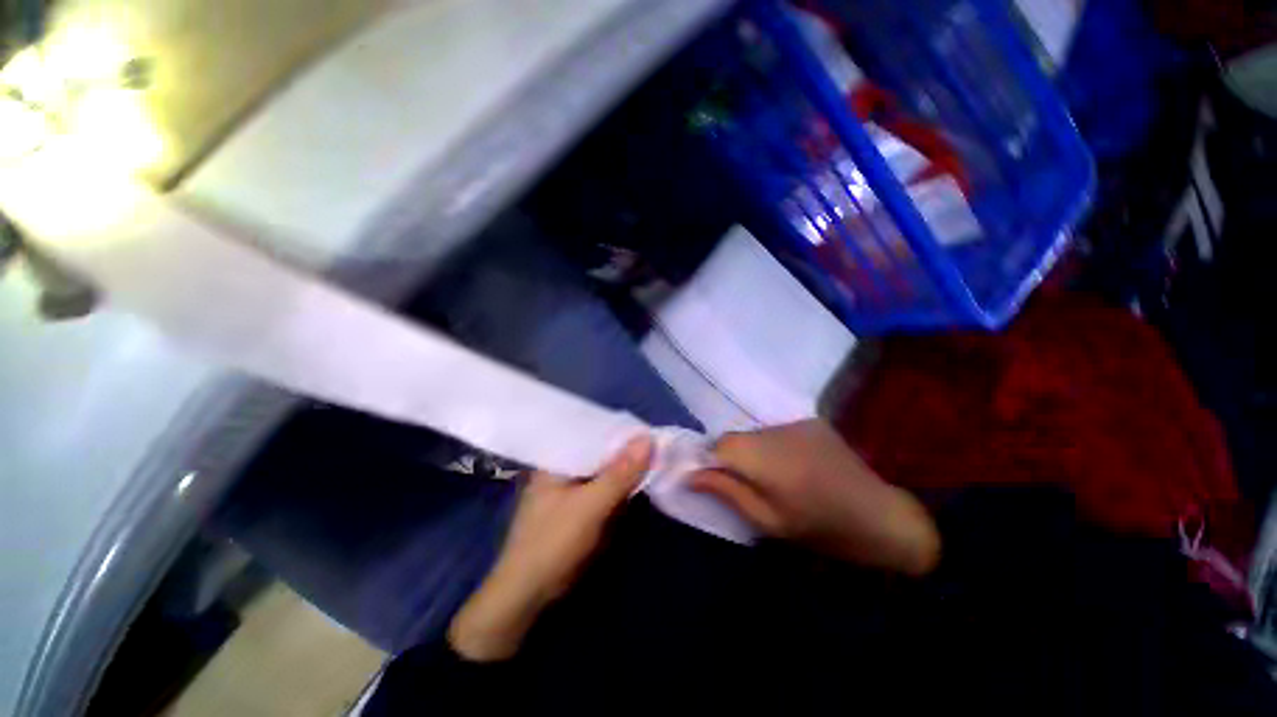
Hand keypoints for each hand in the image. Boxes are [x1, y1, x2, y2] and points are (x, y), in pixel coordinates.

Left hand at [449, 436, 652, 660]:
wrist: (530, 596)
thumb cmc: (554, 542)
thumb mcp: (590, 505)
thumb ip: (620, 473)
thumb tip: (649, 437)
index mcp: (557, 460)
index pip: (591, 433)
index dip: (620, 430)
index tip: (649, 428)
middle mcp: (563, 470)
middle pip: (600, 452)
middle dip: (626, 450)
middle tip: (658, 442)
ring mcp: (571, 490)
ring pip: (605, 471)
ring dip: (626, 469)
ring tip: (655, 457)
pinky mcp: (580, 509)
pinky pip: (605, 489)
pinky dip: (621, 487)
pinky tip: (639, 482)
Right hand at [691, 420, 938, 575]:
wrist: (880, 515)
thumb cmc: (820, 527)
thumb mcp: (767, 520)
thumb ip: (727, 491)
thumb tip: (690, 475)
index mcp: (763, 457)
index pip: (718, 445)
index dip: (708, 459)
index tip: (709, 479)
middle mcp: (775, 431)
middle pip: (735, 437)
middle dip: (728, 456)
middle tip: (738, 483)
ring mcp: (794, 422)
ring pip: (753, 433)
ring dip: (750, 450)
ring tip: (766, 475)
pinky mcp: (809, 421)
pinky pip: (774, 431)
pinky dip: (770, 445)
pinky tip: (788, 464)